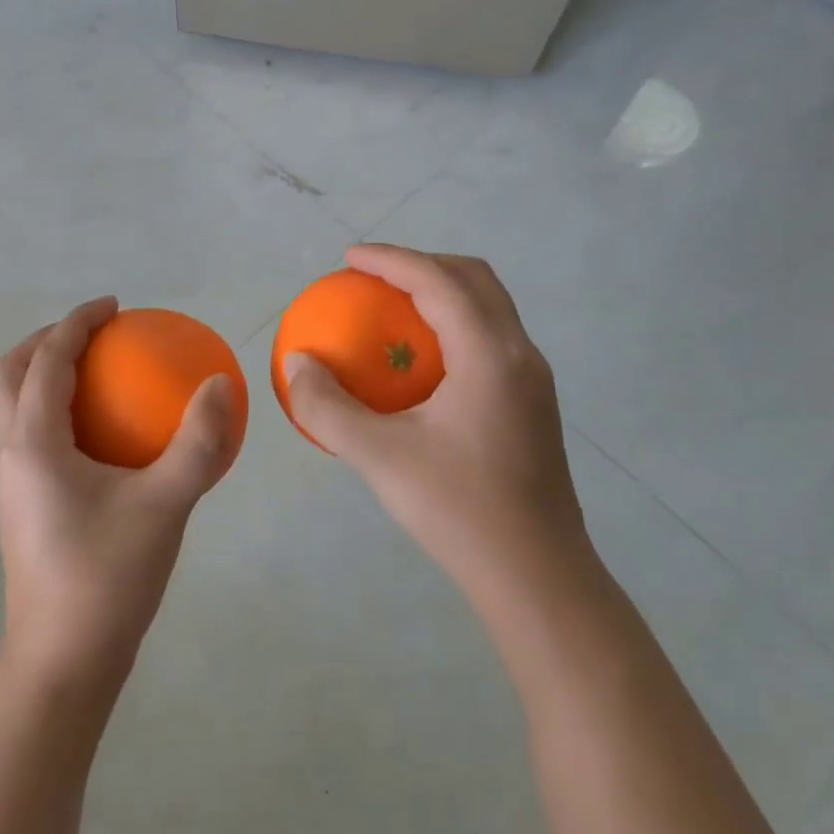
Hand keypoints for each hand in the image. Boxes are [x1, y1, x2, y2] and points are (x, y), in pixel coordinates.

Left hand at [0, 297, 239, 699]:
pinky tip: (101, 438)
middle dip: (43, 342)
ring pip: (10, 408)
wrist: (63, 662)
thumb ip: (197, 443)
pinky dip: (54, 413)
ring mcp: (11, 484)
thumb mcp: (165, 506)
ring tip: (94, 375)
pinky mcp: (22, 507)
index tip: (112, 306)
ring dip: (41, 376)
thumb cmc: (108, 578)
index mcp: (33, 444)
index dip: (76, 323)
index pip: (45, 361)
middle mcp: (10, 455)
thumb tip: (221, 383)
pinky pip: (28, 437)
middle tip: (91, 335)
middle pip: (7, 376)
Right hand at [282, 246, 588, 605]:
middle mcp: (520, 354)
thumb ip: (328, 407)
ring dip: (443, 293)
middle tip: (373, 278)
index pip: (438, 282)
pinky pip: (491, 338)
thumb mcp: (378, 457)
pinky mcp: (533, 404)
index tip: (349, 258)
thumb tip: (297, 364)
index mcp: (489, 355)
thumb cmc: (457, 509)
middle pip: (475, 279)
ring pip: (489, 308)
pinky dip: (454, 325)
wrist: (535, 575)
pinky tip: (421, 364)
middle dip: (422, 265)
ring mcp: (533, 380)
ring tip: (394, 310)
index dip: (391, 260)